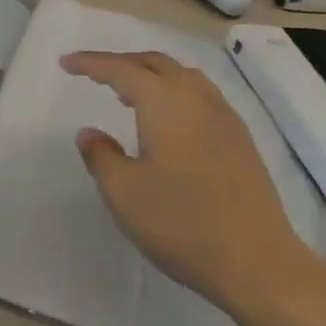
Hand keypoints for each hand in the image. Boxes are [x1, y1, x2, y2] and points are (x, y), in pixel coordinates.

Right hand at [63, 51, 314, 311]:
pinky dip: (174, 92)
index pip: (121, 70)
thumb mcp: (124, 193)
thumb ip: (101, 156)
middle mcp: (197, 100)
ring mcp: (224, 119)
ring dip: (151, 75)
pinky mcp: (240, 141)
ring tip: (127, 93)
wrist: (258, 263)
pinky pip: (201, 96)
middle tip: (94, 72)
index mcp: (165, 104)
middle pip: (156, 64)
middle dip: (122, 62)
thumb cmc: (182, 223)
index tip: (66, 62)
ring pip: (183, 77)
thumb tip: (90, 133)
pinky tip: (167, 121)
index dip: (91, 63)